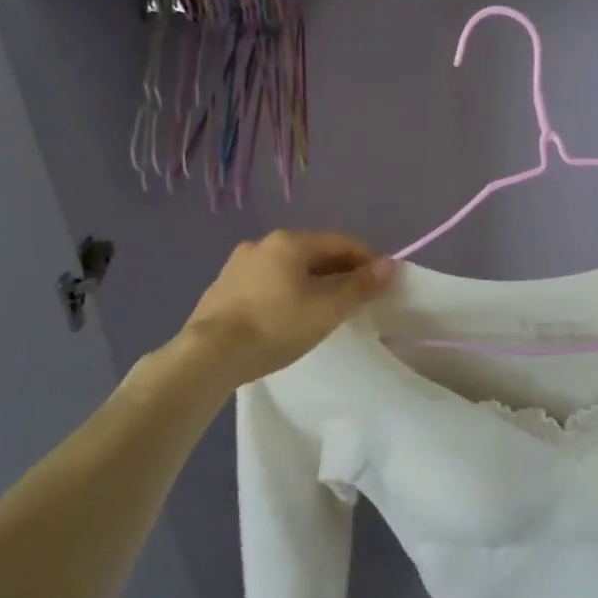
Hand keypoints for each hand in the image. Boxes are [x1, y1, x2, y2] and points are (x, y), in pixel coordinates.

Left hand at [179, 230, 395, 388]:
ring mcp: (239, 263)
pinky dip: (285, 291)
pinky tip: (285, 316)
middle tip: (353, 301)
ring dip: (311, 282)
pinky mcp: (222, 286)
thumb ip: (361, 286)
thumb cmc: (275, 327)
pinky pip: (266, 281)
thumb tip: (390, 265)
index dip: (367, 261)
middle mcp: (264, 242)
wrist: (207, 356)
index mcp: (291, 241)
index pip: (342, 242)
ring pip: (288, 267)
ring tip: (321, 311)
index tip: (380, 286)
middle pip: (315, 252)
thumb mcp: (327, 309)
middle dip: (339, 272)